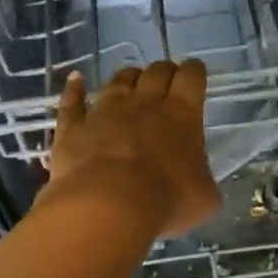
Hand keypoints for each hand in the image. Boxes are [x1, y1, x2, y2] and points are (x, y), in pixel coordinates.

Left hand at [45, 61, 220, 237]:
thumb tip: (199, 179)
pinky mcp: (74, 126)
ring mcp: (105, 111)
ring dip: (128, 77)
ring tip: (132, 79)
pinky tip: (75, 78)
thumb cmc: (165, 201)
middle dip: (164, 71)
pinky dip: (74, 88)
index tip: (195, 72)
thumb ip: (203, 178)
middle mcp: (144, 103)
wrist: (108, 206)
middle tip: (167, 79)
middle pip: (156, 72)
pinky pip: (73, 101)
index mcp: (182, 115)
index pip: (191, 77)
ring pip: (119, 81)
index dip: (194, 71)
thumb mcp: (204, 197)